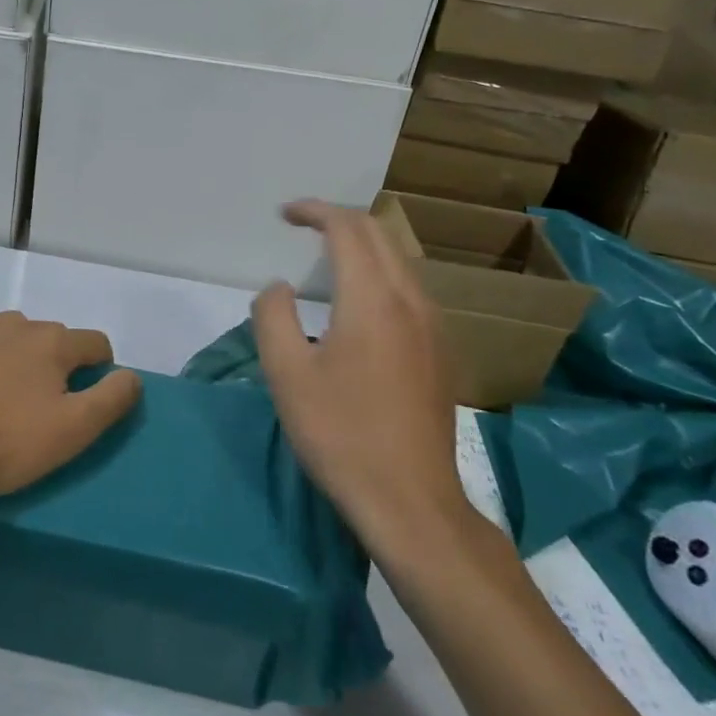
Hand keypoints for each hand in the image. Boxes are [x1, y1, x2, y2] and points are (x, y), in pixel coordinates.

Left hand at [0, 313, 142, 497]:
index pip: (95, 343)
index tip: (90, 398)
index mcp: (53, 343)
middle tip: (43, 408)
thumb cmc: (2, 439)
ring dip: (16, 360)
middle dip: (57, 365)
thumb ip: (110, 400)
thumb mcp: (72, 431)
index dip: (103, 368)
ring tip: (1, 401)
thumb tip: (131, 376)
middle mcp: (17, 324)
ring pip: (10, 338)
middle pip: (52, 338)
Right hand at [251, 200, 471, 560]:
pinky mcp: (442, 352)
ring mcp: (434, 327)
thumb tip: (279, 288)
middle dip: (339, 220)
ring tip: (326, 255)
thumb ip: (273, 315)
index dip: (315, 211)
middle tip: (302, 226)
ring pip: (400, 260)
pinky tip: (361, 301)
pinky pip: (410, 288)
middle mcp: (411, 301)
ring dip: (363, 245)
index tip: (284, 214)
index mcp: (373, 299)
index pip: (347, 229)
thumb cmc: (341, 434)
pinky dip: (380, 271)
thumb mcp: (286, 373)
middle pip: (380, 235)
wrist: (412, 503)